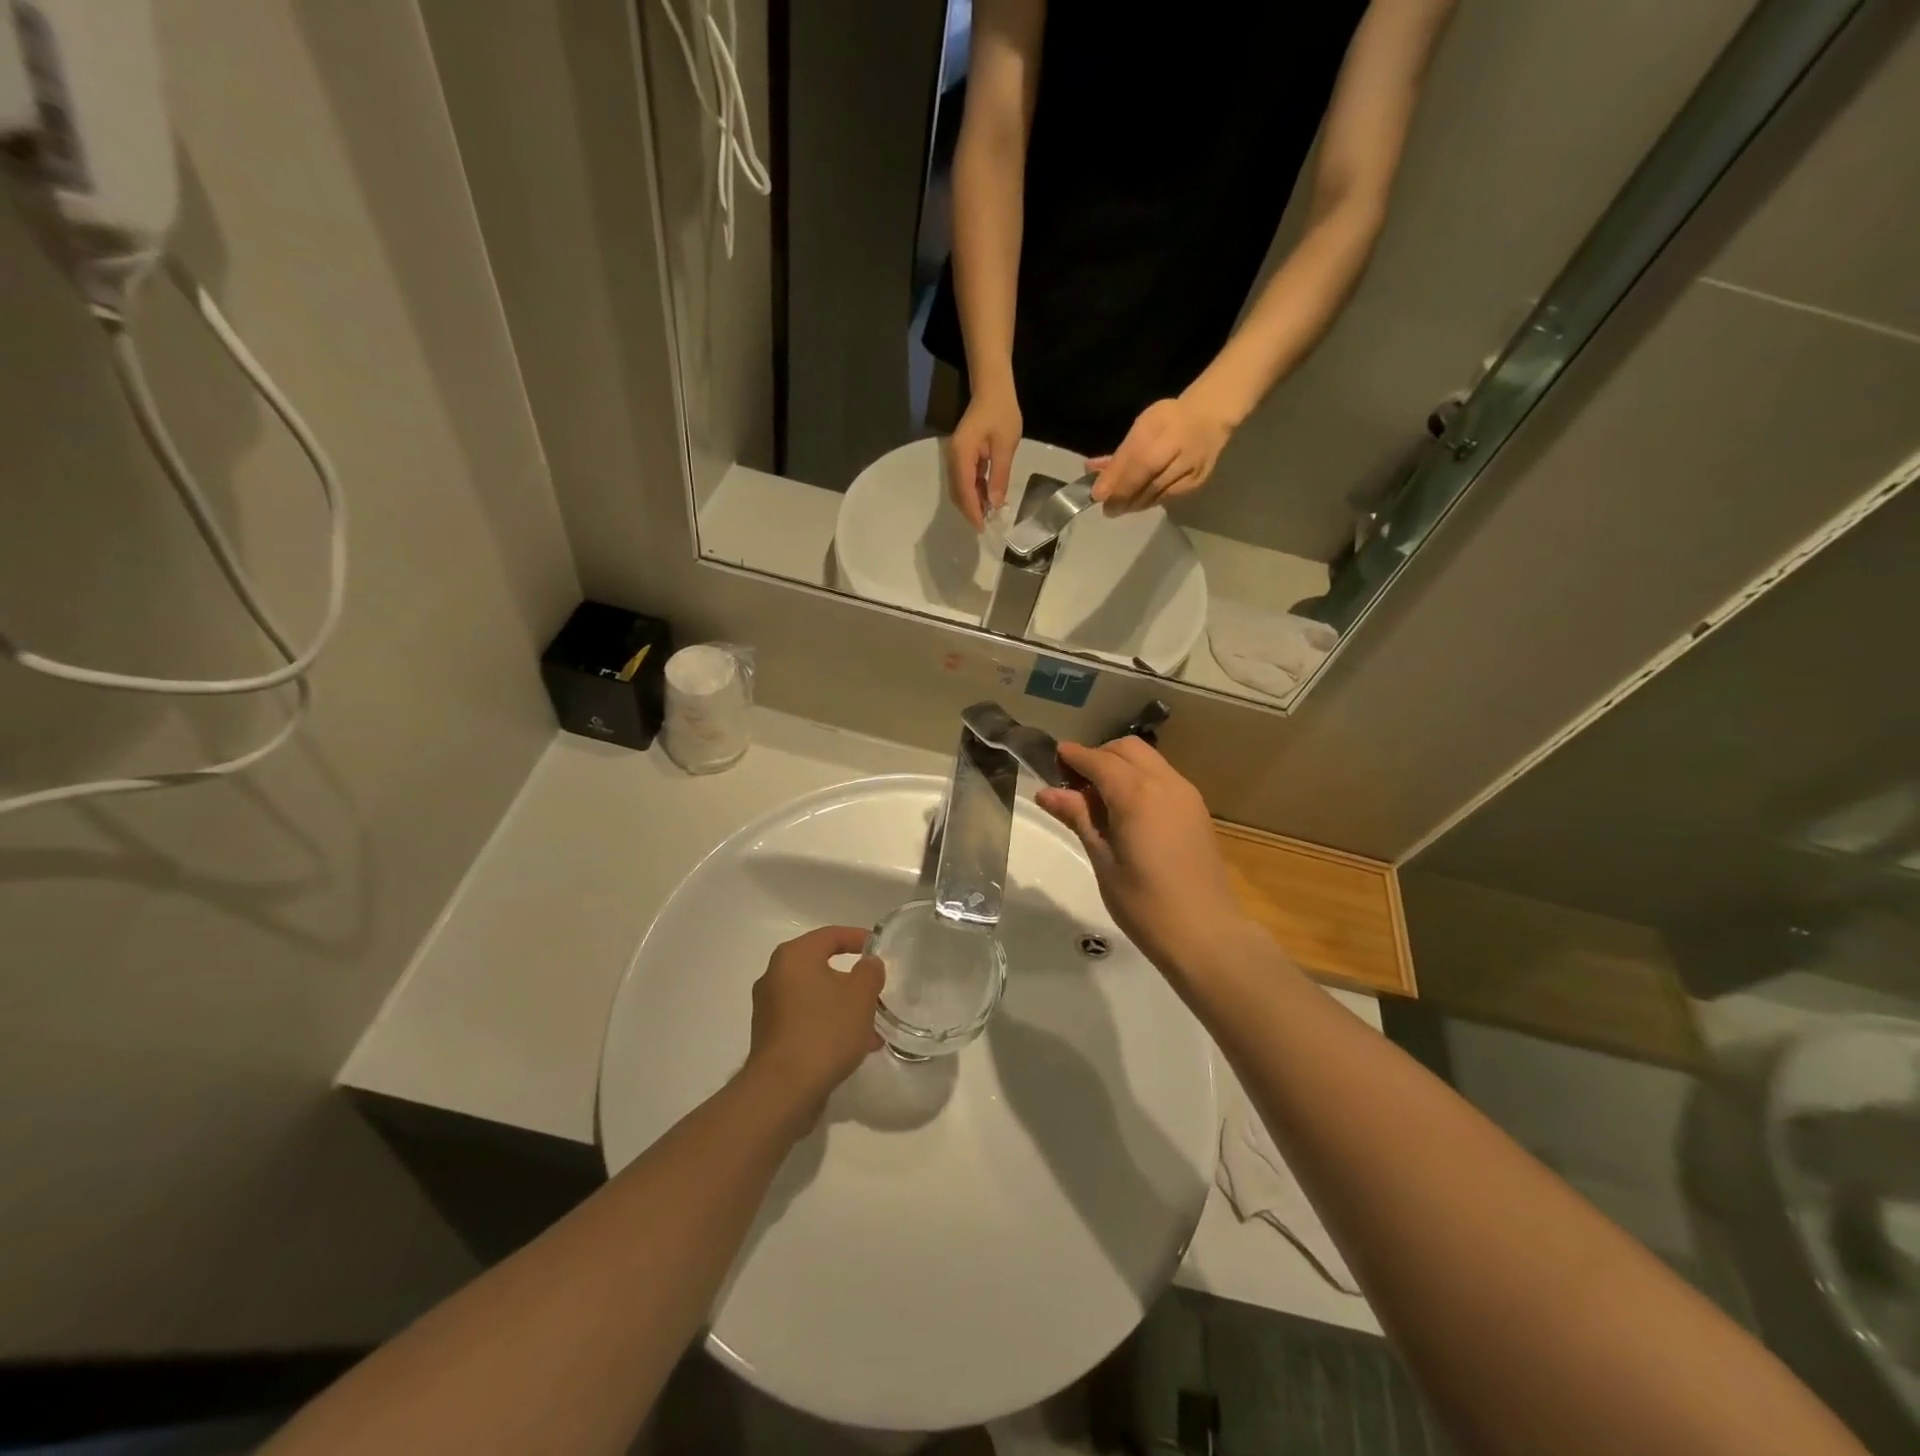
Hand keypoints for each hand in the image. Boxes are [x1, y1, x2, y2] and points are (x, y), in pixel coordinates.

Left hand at [743, 926, 883, 1116]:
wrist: (783, 1090)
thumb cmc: (825, 1030)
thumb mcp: (860, 995)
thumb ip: (870, 972)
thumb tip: (868, 964)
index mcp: (794, 957)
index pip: (830, 935)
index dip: (858, 938)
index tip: (879, 948)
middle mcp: (775, 976)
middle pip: (822, 967)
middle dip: (853, 980)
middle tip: (877, 990)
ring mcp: (769, 1008)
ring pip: (816, 997)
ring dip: (844, 1007)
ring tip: (872, 1029)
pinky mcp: (770, 1037)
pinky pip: (806, 1020)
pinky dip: (829, 1025)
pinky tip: (854, 1047)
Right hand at [946, 384, 1021, 529]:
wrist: (992, 389)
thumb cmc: (1001, 413)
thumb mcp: (1005, 446)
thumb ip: (999, 477)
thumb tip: (996, 505)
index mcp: (961, 455)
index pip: (964, 490)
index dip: (973, 511)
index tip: (983, 528)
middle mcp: (953, 458)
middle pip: (958, 493)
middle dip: (971, 511)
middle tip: (987, 526)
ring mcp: (955, 457)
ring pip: (960, 489)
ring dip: (972, 503)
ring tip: (989, 516)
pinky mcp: (960, 457)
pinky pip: (964, 480)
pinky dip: (974, 492)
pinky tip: (987, 499)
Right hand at [1035, 738, 1246, 976]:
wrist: (1205, 933)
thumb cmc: (1144, 904)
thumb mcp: (1103, 861)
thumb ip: (1079, 818)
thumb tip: (1047, 792)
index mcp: (1136, 795)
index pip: (1099, 760)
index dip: (1074, 756)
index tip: (1053, 757)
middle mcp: (1164, 783)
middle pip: (1127, 749)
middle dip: (1099, 756)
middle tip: (1074, 783)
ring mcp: (1186, 794)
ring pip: (1149, 760)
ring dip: (1121, 765)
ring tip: (1098, 799)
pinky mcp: (1197, 810)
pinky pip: (1163, 777)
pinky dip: (1140, 779)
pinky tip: (1127, 810)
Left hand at [1087, 395, 1232, 515]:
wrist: (1209, 419)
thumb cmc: (1168, 420)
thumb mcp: (1141, 427)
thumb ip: (1121, 453)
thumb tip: (1092, 472)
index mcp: (1165, 430)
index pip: (1138, 462)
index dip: (1117, 481)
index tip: (1097, 495)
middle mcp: (1180, 452)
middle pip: (1148, 483)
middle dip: (1123, 499)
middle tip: (1107, 509)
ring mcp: (1191, 471)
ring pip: (1156, 495)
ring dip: (1134, 504)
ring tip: (1118, 507)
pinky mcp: (1196, 483)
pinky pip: (1167, 498)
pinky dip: (1149, 501)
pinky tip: (1138, 502)